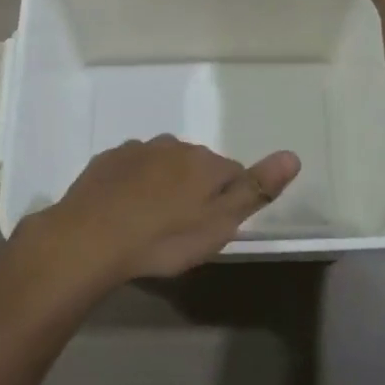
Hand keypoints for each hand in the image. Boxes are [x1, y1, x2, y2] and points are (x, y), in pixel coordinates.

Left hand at [17, 136, 300, 287]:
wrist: (90, 238)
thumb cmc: (163, 238)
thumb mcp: (219, 224)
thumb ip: (256, 189)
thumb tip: (293, 155)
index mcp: (205, 162)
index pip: (233, 173)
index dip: (229, 199)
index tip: (215, 226)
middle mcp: (174, 145)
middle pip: (197, 165)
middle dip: (195, 188)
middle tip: (182, 228)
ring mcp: (138, 150)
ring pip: (163, 164)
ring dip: (164, 184)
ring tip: (152, 220)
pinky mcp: (108, 160)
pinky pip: (132, 168)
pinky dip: (134, 183)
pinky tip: (124, 210)